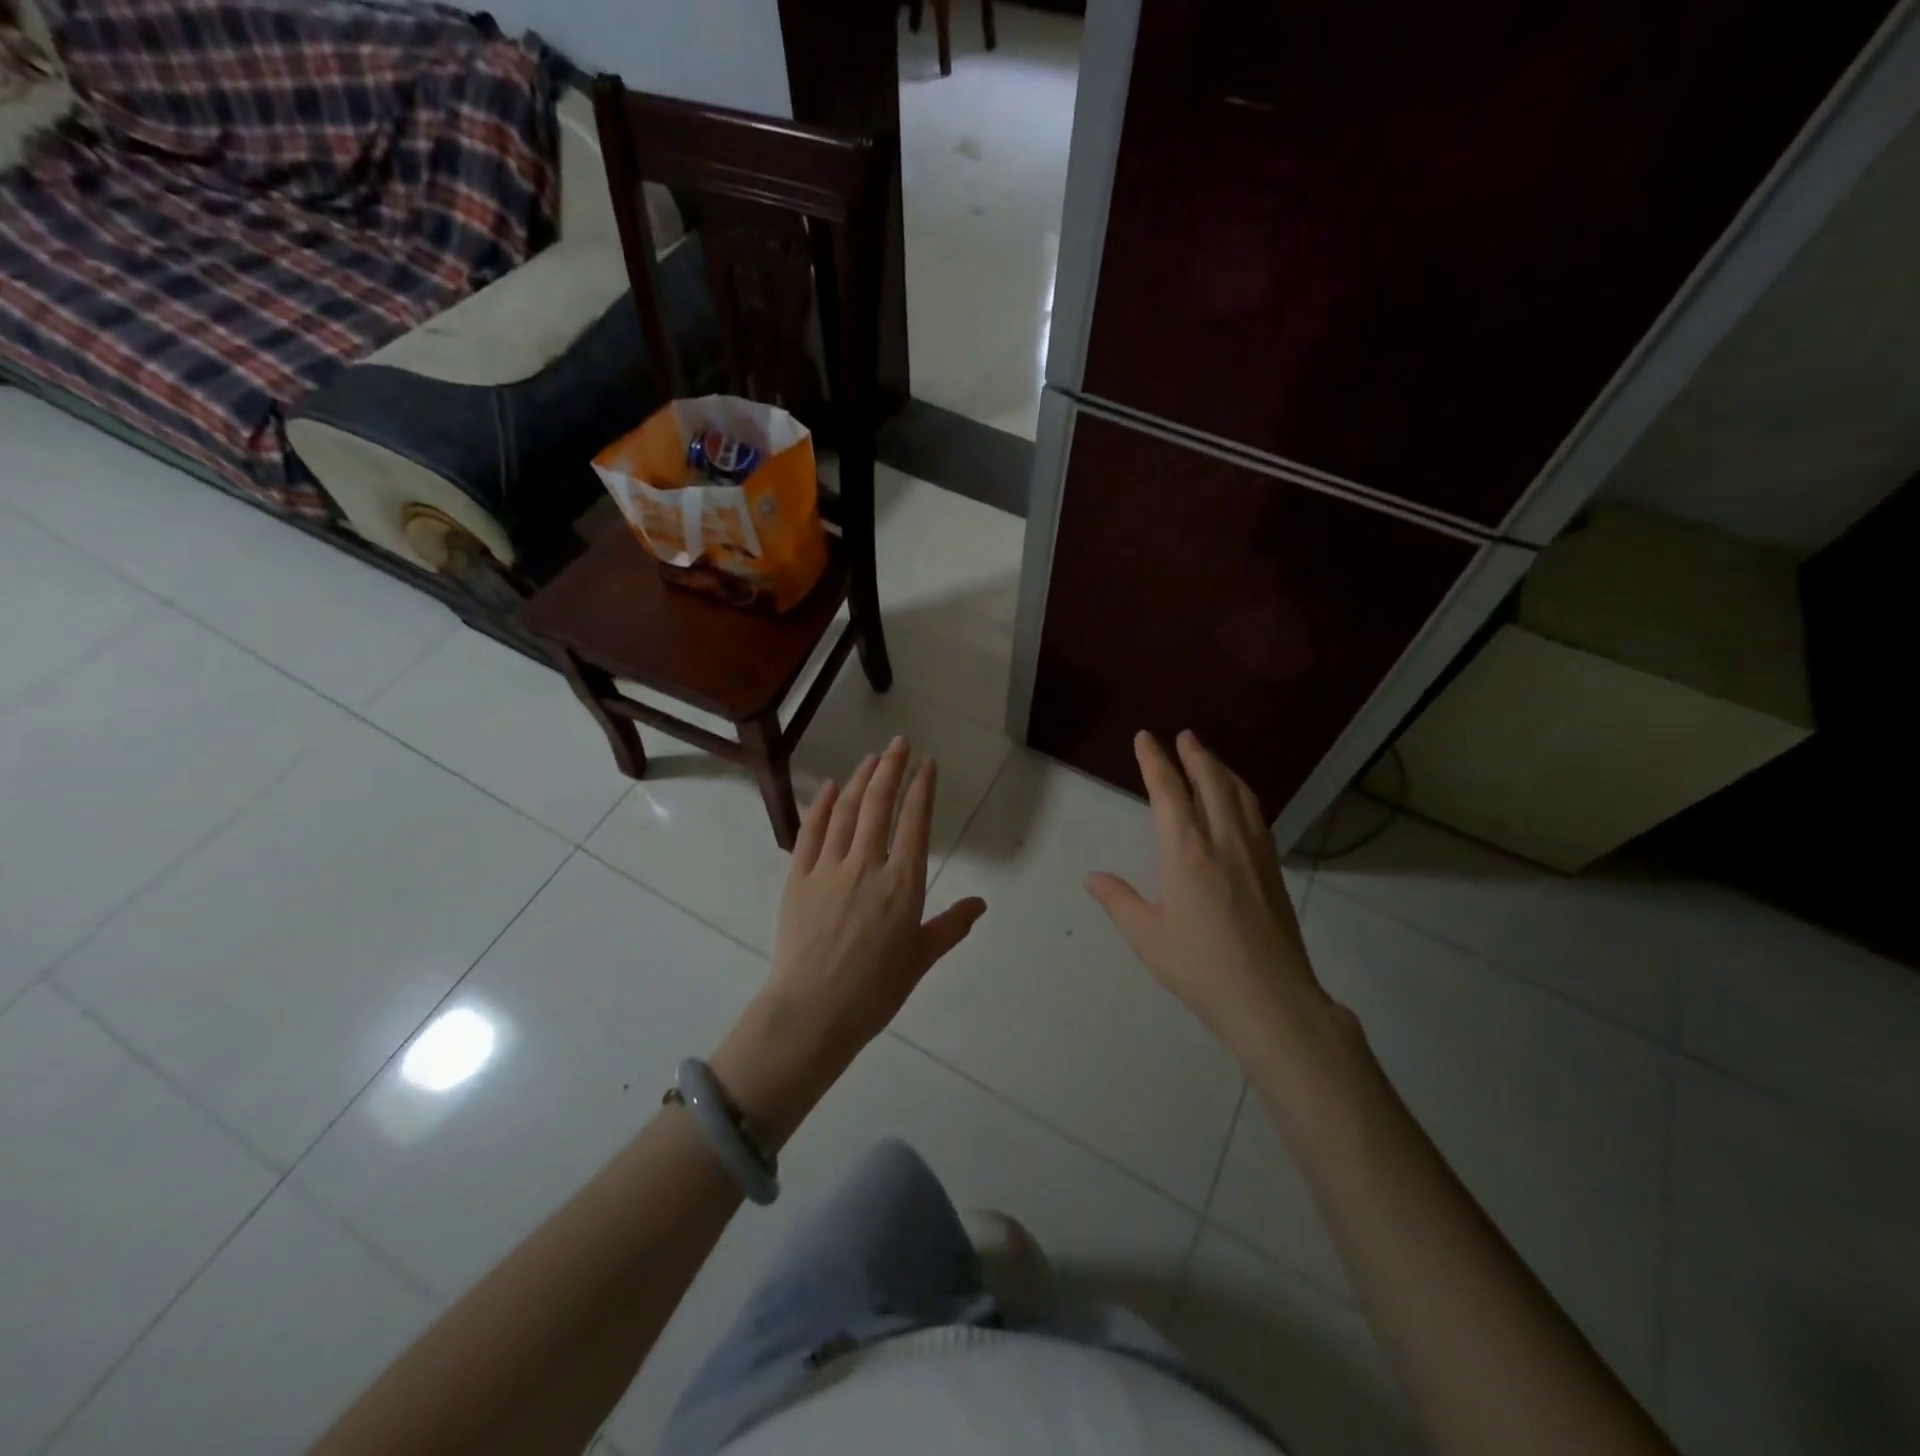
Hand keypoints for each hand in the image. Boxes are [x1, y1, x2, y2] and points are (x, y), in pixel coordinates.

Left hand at [712, 738, 986, 1141]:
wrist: (813, 1011)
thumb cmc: (875, 990)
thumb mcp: (921, 958)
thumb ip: (951, 926)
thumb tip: (981, 903)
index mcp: (903, 883)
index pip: (915, 821)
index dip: (922, 788)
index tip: (926, 764)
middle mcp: (867, 864)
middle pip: (879, 804)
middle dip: (891, 768)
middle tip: (898, 744)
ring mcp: (829, 868)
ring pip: (846, 811)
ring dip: (859, 780)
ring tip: (870, 759)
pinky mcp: (798, 878)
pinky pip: (810, 832)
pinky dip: (820, 806)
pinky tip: (828, 788)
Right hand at [1085, 730, 1332, 1067]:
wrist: (1270, 998)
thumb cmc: (1199, 966)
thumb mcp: (1147, 936)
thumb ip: (1118, 900)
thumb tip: (1092, 877)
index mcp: (1185, 852)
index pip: (1168, 792)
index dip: (1155, 761)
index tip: (1145, 738)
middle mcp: (1222, 840)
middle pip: (1210, 782)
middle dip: (1194, 754)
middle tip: (1184, 735)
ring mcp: (1253, 852)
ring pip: (1239, 794)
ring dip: (1222, 769)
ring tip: (1209, 757)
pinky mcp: (1273, 868)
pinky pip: (1256, 815)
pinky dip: (1243, 793)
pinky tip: (1239, 799)